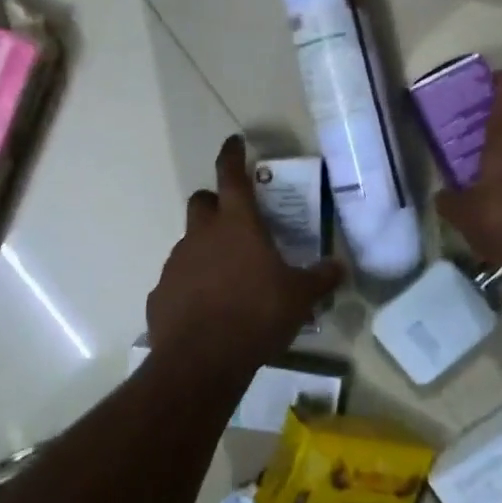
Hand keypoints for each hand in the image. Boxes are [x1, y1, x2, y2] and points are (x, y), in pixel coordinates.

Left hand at [147, 136, 343, 367]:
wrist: (202, 360)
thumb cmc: (257, 315)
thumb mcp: (300, 297)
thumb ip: (321, 278)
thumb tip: (339, 267)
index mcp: (237, 224)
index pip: (231, 175)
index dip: (232, 155)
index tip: (234, 143)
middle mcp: (202, 234)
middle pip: (202, 201)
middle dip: (216, 203)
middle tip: (236, 221)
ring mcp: (176, 262)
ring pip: (190, 241)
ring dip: (206, 248)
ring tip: (229, 276)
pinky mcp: (161, 292)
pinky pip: (179, 278)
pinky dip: (192, 284)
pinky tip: (208, 308)